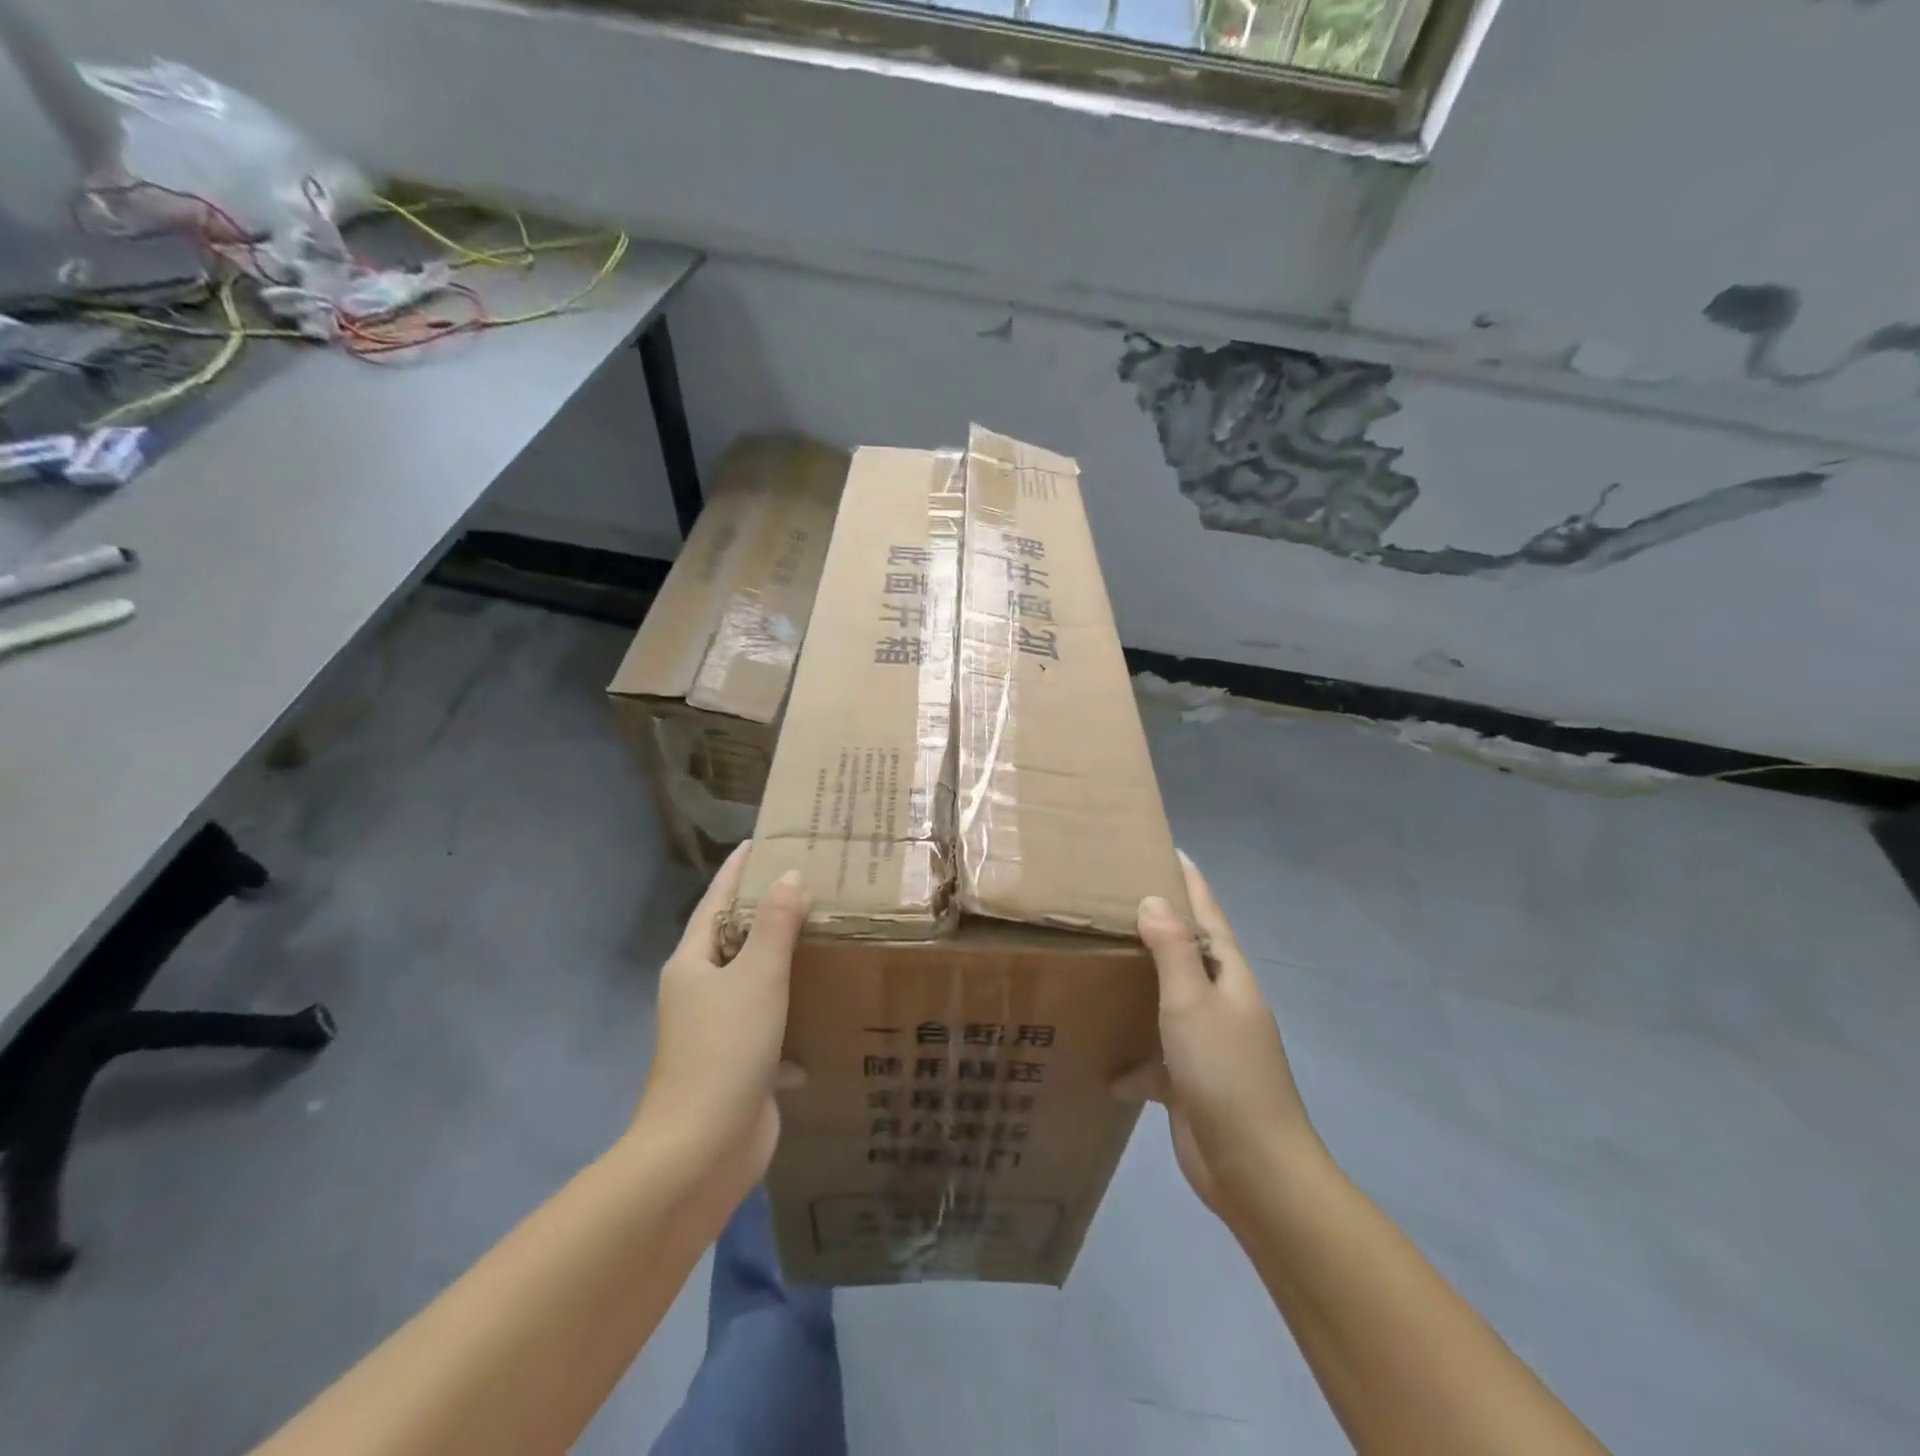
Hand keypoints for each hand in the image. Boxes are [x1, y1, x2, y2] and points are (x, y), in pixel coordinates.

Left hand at [630, 843, 808, 1217]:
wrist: (702, 1150)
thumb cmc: (725, 1049)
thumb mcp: (756, 977)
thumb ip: (775, 925)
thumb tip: (790, 877)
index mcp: (692, 964)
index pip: (717, 901)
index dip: (738, 870)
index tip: (761, 842)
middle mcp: (700, 992)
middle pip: (735, 940)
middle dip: (768, 913)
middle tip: (810, 883)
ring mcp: (718, 1032)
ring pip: (755, 984)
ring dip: (784, 964)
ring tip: (824, 937)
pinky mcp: (741, 1066)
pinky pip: (772, 1027)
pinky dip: (794, 1018)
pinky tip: (825, 1015)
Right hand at [1116, 851, 1321, 1215]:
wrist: (1253, 1170)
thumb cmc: (1225, 1073)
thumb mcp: (1192, 1004)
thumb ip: (1173, 951)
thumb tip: (1154, 900)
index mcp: (1229, 979)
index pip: (1210, 917)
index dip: (1192, 885)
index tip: (1171, 851)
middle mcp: (1221, 1005)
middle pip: (1189, 954)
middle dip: (1161, 927)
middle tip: (1118, 899)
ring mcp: (1208, 1045)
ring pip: (1168, 1002)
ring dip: (1141, 987)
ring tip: (1101, 964)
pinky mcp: (1190, 1082)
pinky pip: (1156, 1056)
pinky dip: (1133, 1058)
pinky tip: (1103, 1065)